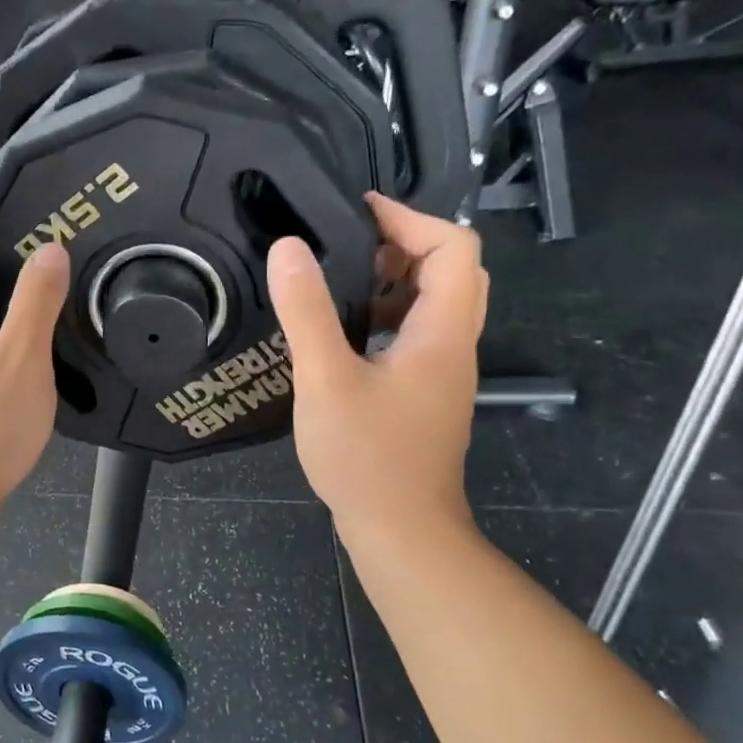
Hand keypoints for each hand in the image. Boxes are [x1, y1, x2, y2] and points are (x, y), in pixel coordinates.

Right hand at [268, 193, 487, 537]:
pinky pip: (415, 336)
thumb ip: (308, 312)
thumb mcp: (326, 379)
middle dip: (401, 246)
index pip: (453, 247)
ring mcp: (442, 373)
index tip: (356, 212)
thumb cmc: (366, 456)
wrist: (400, 529)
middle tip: (346, 246)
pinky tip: (340, 334)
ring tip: (336, 281)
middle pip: (450, 271)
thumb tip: (288, 247)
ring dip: (392, 282)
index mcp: (442, 332)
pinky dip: (384, 317)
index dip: (410, 218)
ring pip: (433, 305)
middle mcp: (453, 345)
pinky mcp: (424, 394)